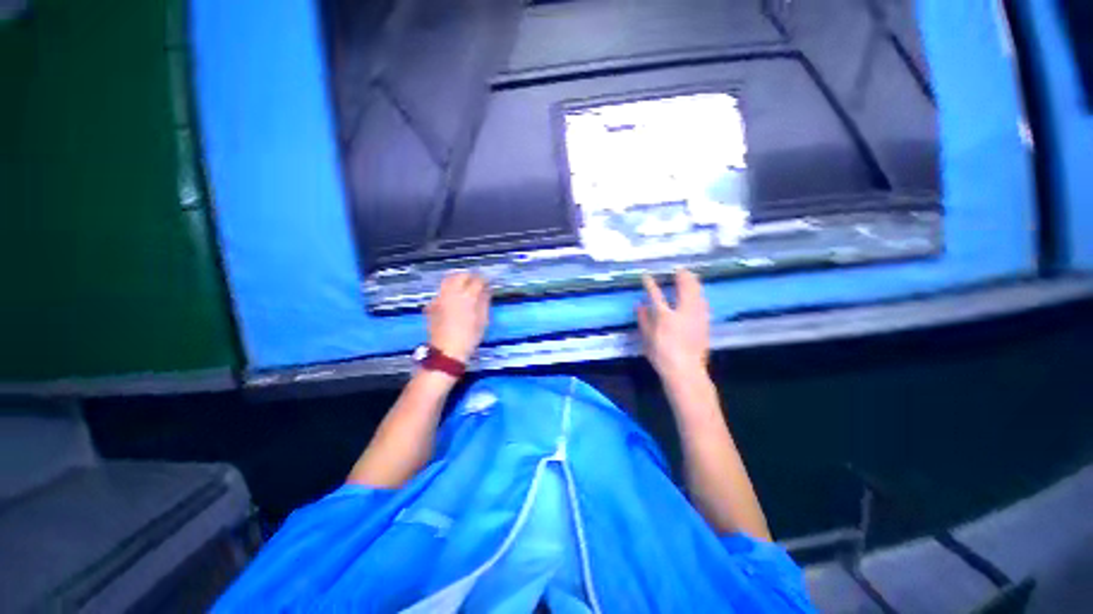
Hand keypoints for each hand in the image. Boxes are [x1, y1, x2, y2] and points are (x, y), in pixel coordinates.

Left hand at [425, 272, 490, 363]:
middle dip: (469, 276)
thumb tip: (486, 290)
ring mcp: (439, 297)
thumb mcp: (483, 320)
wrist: (447, 351)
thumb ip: (485, 301)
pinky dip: (448, 290)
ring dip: (457, 280)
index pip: (478, 280)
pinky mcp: (432, 304)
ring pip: (448, 280)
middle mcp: (451, 292)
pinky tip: (453, 298)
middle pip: (460, 275)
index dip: (485, 280)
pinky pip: (441, 290)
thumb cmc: (469, 337)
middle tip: (476, 282)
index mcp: (467, 296)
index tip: (488, 283)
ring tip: (464, 287)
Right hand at [636, 270, 710, 380]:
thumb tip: (639, 305)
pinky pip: (703, 302)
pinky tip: (699, 294)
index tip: (646, 276)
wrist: (686, 371)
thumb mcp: (647, 339)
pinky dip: (700, 294)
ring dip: (693, 282)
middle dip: (682, 276)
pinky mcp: (705, 323)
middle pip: (685, 288)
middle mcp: (683, 312)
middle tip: (679, 269)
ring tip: (690, 276)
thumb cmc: (662, 355)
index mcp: (665, 316)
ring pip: (698, 293)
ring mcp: (697, 316)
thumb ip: (643, 320)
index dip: (650, 284)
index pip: (655, 295)